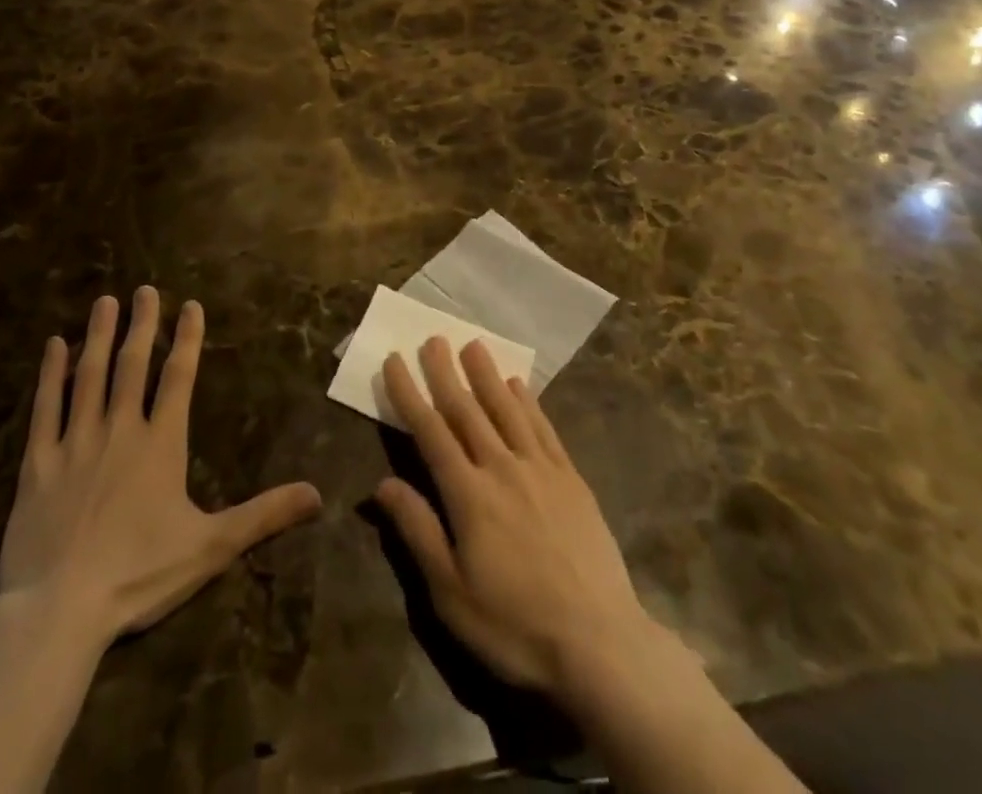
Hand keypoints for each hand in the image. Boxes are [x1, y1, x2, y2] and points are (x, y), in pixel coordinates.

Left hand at [0, 287, 322, 640]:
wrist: (59, 611)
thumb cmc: (140, 574)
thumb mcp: (212, 546)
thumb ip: (264, 514)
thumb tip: (318, 494)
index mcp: (161, 444)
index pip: (178, 378)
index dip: (187, 339)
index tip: (190, 305)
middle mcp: (120, 430)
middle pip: (133, 366)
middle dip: (143, 324)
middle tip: (145, 289)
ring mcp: (75, 443)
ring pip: (89, 376)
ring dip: (99, 336)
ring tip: (105, 302)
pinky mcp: (37, 465)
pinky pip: (44, 409)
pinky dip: (50, 375)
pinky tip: (53, 347)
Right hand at [373, 337, 669, 703]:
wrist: (599, 642)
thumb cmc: (514, 624)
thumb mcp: (451, 592)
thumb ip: (418, 530)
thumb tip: (382, 483)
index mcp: (468, 494)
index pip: (430, 431)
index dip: (409, 394)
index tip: (395, 361)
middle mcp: (501, 467)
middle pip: (467, 409)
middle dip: (446, 372)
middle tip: (433, 338)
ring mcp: (540, 469)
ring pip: (506, 409)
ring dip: (487, 374)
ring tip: (473, 344)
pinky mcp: (571, 478)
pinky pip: (543, 427)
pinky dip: (528, 401)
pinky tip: (518, 385)